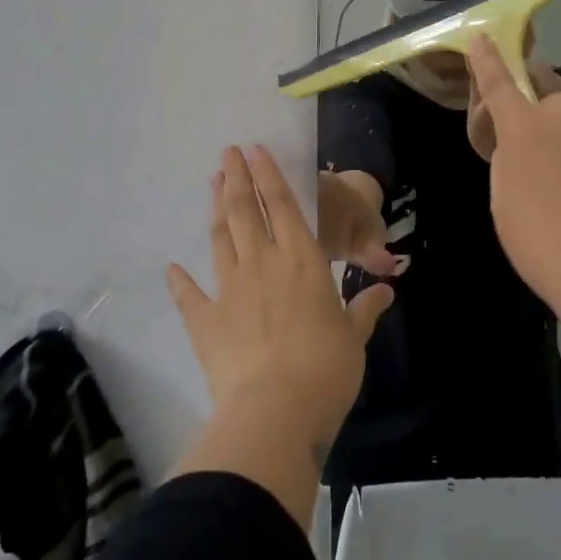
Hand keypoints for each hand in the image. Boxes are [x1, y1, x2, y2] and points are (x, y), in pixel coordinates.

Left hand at [168, 147, 395, 454]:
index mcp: (302, 260)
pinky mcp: (205, 321)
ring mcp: (229, 289)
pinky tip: (172, 267)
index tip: (254, 149)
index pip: (283, 205)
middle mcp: (263, 263)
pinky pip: (189, 294)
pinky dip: (180, 280)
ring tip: (212, 185)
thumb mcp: (354, 336)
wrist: (275, 410)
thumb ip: (365, 308)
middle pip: (246, 211)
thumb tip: (387, 289)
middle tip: (226, 153)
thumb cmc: (326, 368)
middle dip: (236, 179)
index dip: (268, 174)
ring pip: (220, 239)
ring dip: (216, 211)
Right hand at [464, 35, 560, 313]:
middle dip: (554, 130)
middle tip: (559, 177)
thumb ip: (512, 158)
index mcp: (526, 127)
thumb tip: (528, 141)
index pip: (499, 84)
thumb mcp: (506, 202)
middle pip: (556, 109)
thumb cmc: (547, 245)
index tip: (482, 38)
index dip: (487, 61)